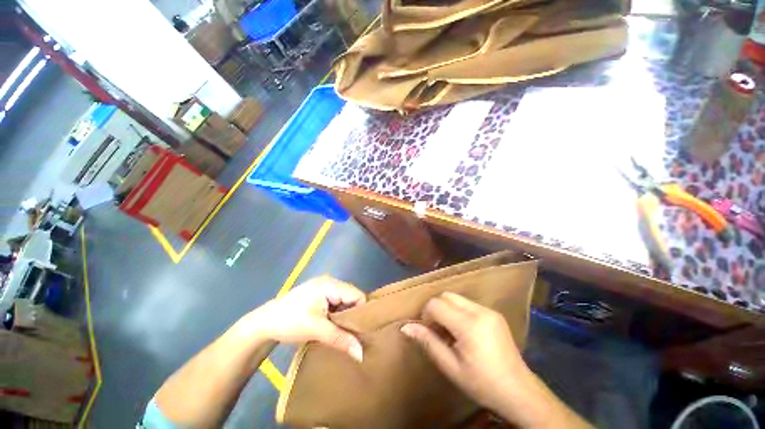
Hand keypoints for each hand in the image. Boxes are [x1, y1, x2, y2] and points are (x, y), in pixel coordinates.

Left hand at [246, 276, 365, 361]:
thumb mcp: (316, 330)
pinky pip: (336, 303)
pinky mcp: (319, 294)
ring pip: (345, 301)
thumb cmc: (290, 322)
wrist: (263, 324)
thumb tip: (361, 354)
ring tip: (347, 332)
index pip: (358, 295)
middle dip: (354, 315)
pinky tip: (336, 327)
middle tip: (356, 334)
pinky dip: (338, 315)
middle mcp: (330, 282)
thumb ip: (340, 339)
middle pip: (352, 297)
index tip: (364, 331)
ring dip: (345, 316)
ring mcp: (324, 287)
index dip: (362, 312)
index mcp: (330, 284)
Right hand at [401, 293, 528, 410]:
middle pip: (446, 295)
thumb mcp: (450, 367)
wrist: (518, 391)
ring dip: (448, 310)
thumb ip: (428, 342)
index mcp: (469, 325)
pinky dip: (459, 312)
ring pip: (457, 298)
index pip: (436, 304)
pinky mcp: (494, 313)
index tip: (429, 332)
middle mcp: (479, 311)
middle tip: (438, 331)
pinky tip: (464, 332)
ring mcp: (489, 310)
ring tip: (451, 332)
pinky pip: (468, 304)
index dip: (426, 315)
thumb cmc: (481, 383)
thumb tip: (406, 327)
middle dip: (436, 309)